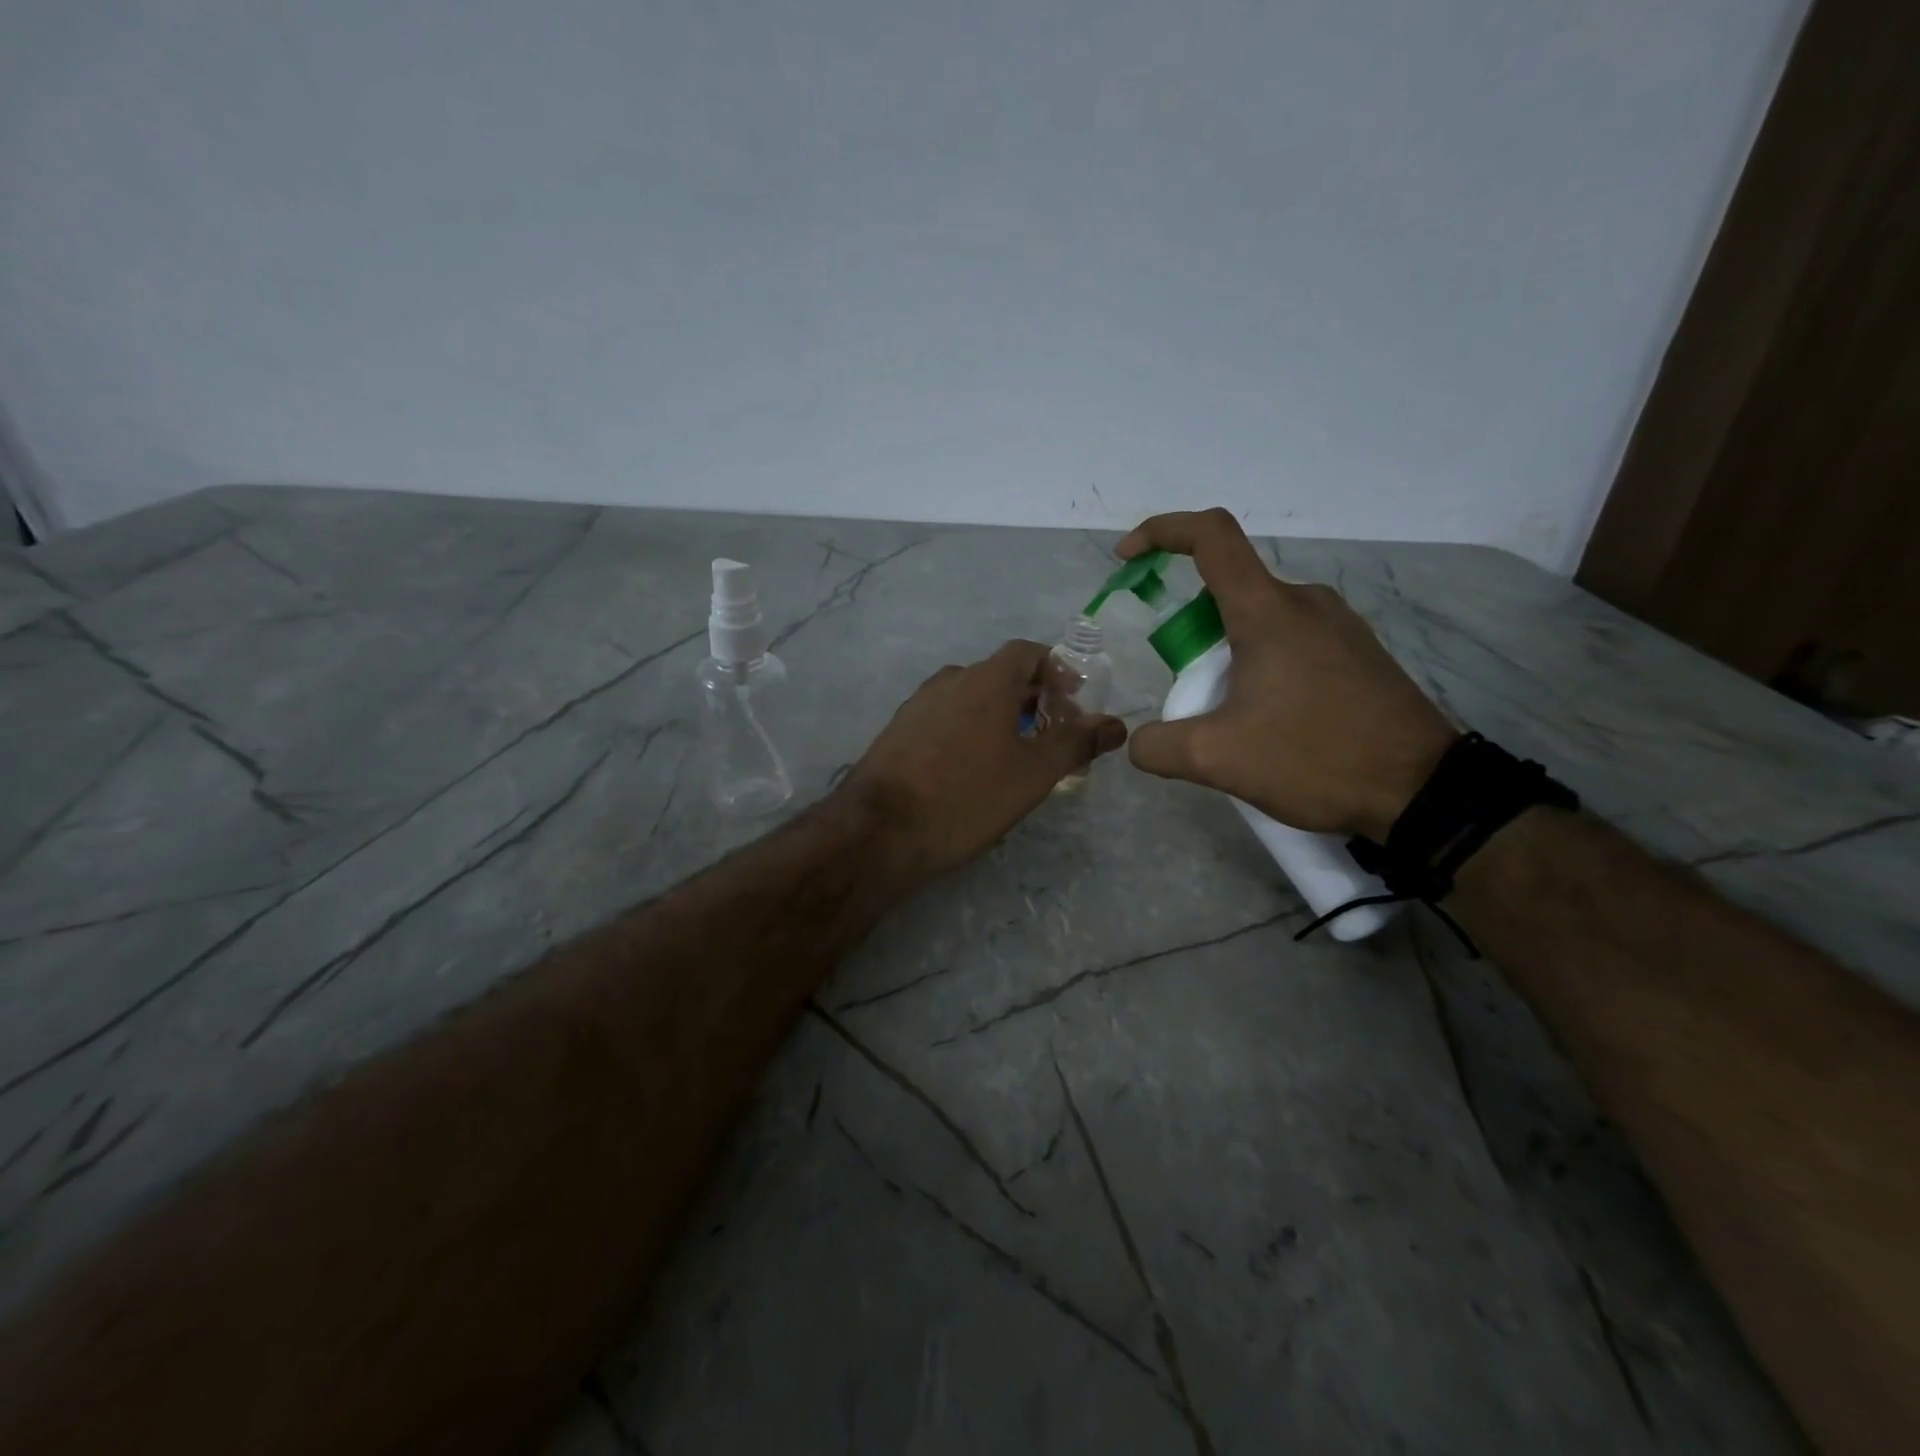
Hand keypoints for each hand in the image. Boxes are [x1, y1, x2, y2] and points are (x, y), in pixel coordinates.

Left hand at [844, 640, 1127, 881]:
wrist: (881, 830)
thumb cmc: (967, 795)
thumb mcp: (1033, 774)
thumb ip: (1076, 743)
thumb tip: (1115, 724)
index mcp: (986, 680)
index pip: (1027, 652)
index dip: (1056, 669)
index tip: (1073, 700)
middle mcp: (950, 681)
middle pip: (1000, 675)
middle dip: (1033, 698)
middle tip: (1054, 734)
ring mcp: (918, 705)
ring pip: (971, 698)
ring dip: (1000, 716)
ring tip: (1017, 755)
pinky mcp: (898, 731)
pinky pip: (945, 718)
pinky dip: (969, 729)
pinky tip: (972, 769)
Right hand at [1118, 509, 1456, 840]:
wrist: (1423, 791)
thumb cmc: (1316, 758)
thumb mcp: (1218, 759)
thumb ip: (1158, 747)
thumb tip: (1138, 743)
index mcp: (1268, 611)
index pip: (1210, 536)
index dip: (1162, 532)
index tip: (1127, 558)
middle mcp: (1305, 602)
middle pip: (1229, 589)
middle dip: (1190, 631)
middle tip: (1188, 691)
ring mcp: (1339, 625)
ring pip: (1260, 619)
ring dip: (1226, 653)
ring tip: (1229, 715)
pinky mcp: (1359, 652)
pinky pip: (1292, 639)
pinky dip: (1261, 663)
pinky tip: (1270, 719)